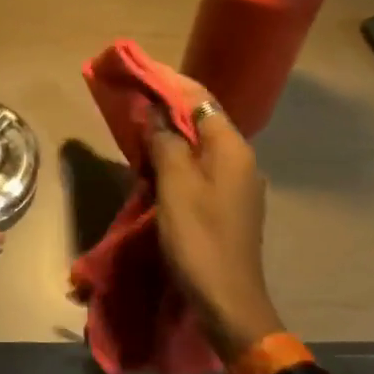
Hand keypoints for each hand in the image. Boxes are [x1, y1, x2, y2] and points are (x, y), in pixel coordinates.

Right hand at [145, 73, 284, 359]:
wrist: (228, 301)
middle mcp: (239, 158)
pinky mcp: (226, 202)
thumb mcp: (175, 185)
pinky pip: (199, 165)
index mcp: (232, 148)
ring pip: (199, 143)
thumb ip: (166, 141)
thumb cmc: (199, 238)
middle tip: (134, 96)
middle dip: (168, 105)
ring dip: (170, 131)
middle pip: (201, 118)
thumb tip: (155, 112)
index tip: (139, 72)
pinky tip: (154, 160)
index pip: (200, 99)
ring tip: (139, 123)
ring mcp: (235, 182)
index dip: (169, 83)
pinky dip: (177, 155)